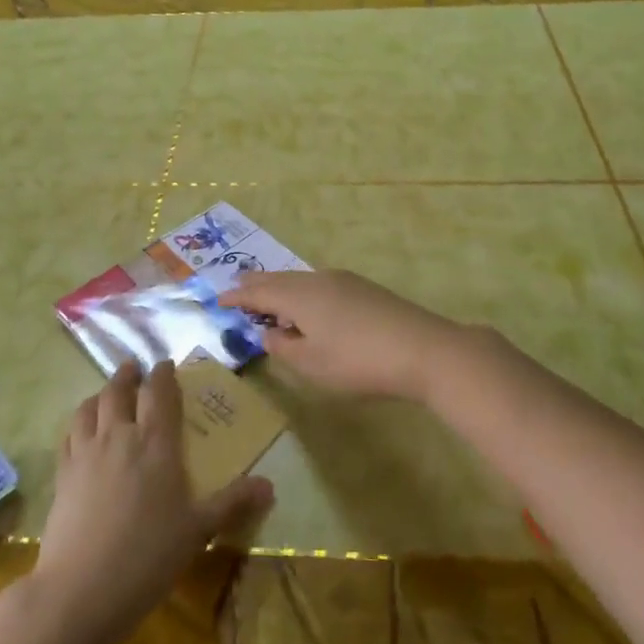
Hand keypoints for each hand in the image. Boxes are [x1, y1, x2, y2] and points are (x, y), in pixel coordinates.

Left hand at [33, 362, 272, 643]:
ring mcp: (86, 452)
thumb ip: (232, 503)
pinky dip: (78, 422)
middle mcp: (119, 435)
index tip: (166, 365)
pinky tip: (81, 430)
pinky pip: (69, 433)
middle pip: (119, 390)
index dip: (163, 374)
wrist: (80, 589)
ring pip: (90, 406)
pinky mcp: (63, 473)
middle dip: (128, 375)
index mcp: (155, 442)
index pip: (159, 392)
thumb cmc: (148, 556)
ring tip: (107, 392)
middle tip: (134, 368)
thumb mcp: (197, 531)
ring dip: (101, 393)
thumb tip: (270, 485)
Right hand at [220, 269, 482, 403]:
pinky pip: (319, 284)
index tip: (218, 300)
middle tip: (237, 289)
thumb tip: (268, 332)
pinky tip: (308, 306)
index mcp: (299, 296)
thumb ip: (284, 347)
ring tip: (269, 297)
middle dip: (257, 285)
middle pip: (279, 279)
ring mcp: (344, 281)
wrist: (424, 349)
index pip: (259, 291)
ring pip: (301, 280)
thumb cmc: (359, 362)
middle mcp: (318, 279)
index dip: (237, 297)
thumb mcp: (312, 364)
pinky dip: (302, 292)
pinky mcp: (364, 289)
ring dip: (281, 288)